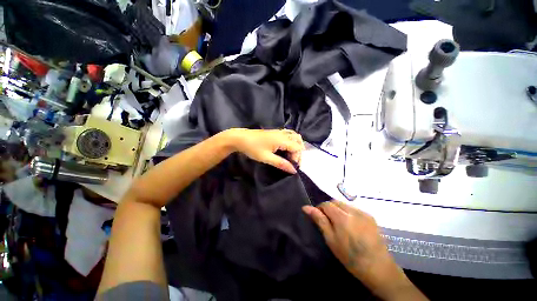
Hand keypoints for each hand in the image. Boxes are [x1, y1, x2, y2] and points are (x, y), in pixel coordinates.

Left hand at [227, 128, 304, 173]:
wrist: (240, 138)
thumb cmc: (252, 148)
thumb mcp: (266, 158)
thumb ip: (281, 163)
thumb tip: (293, 170)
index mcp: (281, 139)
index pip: (297, 147)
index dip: (297, 157)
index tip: (292, 166)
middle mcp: (282, 134)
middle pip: (298, 140)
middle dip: (298, 151)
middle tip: (293, 161)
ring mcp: (278, 131)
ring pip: (294, 136)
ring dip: (296, 145)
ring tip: (291, 155)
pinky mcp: (274, 132)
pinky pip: (288, 134)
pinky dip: (291, 141)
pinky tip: (286, 148)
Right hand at [302, 200, 389, 277]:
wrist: (378, 268)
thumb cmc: (350, 257)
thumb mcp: (331, 240)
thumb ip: (319, 220)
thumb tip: (306, 207)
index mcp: (342, 217)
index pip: (326, 204)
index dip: (319, 208)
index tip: (318, 218)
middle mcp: (353, 211)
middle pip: (335, 202)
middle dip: (329, 208)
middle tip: (328, 221)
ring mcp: (363, 213)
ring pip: (344, 205)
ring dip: (338, 210)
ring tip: (340, 224)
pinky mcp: (370, 217)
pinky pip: (354, 209)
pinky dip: (348, 213)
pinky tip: (351, 225)